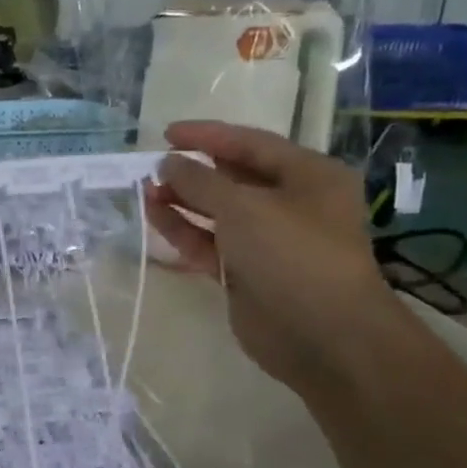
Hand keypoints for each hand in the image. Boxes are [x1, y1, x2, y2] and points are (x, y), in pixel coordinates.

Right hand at [147, 121, 404, 396]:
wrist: (321, 333)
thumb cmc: (293, 254)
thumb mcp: (244, 207)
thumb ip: (200, 181)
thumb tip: (167, 164)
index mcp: (307, 176)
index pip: (250, 144)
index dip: (207, 136)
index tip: (166, 134)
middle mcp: (290, 204)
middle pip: (233, 178)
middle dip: (192, 172)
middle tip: (152, 168)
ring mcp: (266, 241)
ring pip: (216, 213)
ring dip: (182, 201)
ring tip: (145, 192)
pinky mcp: (245, 273)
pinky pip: (209, 244)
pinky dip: (183, 231)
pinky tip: (154, 218)